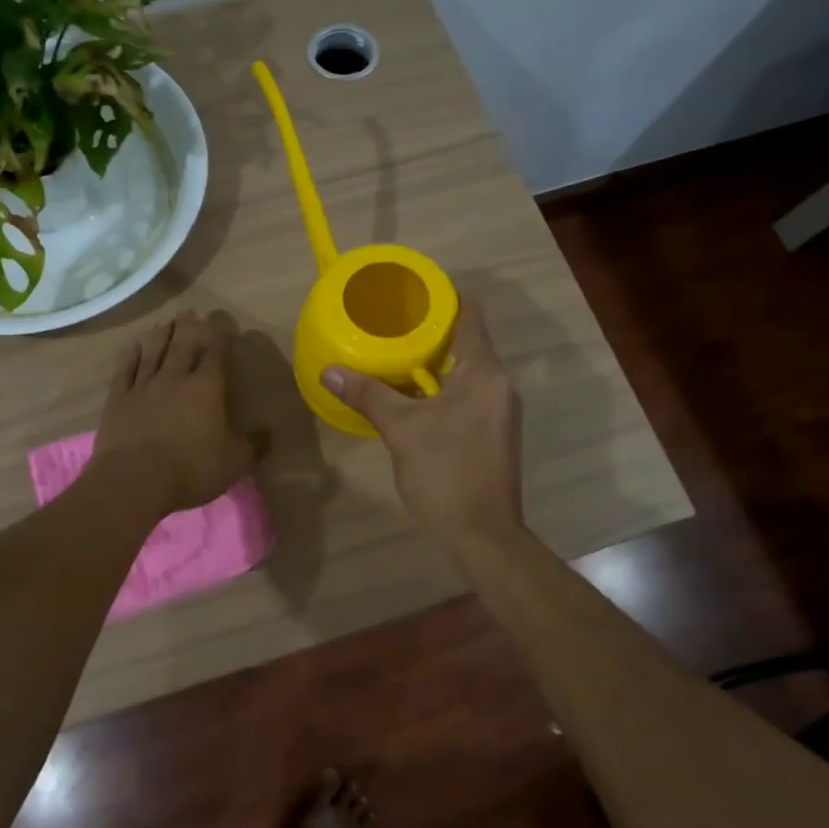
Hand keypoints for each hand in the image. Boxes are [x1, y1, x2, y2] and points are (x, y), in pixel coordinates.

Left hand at [90, 310, 261, 517]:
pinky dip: (130, 357)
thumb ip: (253, 445)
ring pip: (153, 353)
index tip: (221, 321)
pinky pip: (125, 371)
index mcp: (206, 388)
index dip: (220, 336)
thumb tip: (269, 432)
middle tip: (189, 311)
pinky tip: (133, 348)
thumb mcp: (234, 462)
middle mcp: (174, 379)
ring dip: (160, 336)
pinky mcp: (118, 400)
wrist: (134, 480)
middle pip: (182, 346)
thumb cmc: (191, 469)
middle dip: (188, 327)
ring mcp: (143, 387)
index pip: (216, 355)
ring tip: (164, 322)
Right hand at [323, 299, 524, 550]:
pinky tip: (410, 397)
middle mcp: (498, 384)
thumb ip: (368, 394)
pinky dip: (440, 387)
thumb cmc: (446, 473)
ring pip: (465, 371)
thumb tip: (330, 370)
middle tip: (389, 324)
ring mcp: (499, 410)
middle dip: (429, 331)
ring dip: (432, 362)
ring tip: (393, 356)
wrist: (483, 534)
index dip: (442, 297)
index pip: (469, 314)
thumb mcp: (401, 430)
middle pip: (466, 341)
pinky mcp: (493, 432)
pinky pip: (467, 394)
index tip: (409, 293)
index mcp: (484, 372)